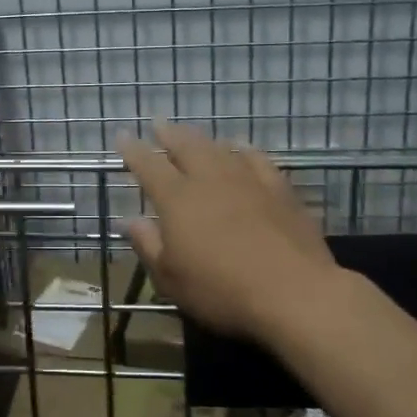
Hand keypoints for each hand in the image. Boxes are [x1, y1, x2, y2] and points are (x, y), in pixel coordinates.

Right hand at [118, 120, 340, 348]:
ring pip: (219, 148)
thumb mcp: (171, 279)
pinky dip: (243, 150)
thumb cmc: (222, 291)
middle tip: (159, 124)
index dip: (133, 150)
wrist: (294, 292)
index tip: (122, 136)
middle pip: (185, 146)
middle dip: (169, 134)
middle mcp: (210, 180)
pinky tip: (241, 148)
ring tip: (193, 134)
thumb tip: (129, 220)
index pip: (148, 166)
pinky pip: (256, 159)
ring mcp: (247, 180)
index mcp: (177, 200)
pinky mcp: (279, 189)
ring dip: (202, 139)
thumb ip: (148, 245)